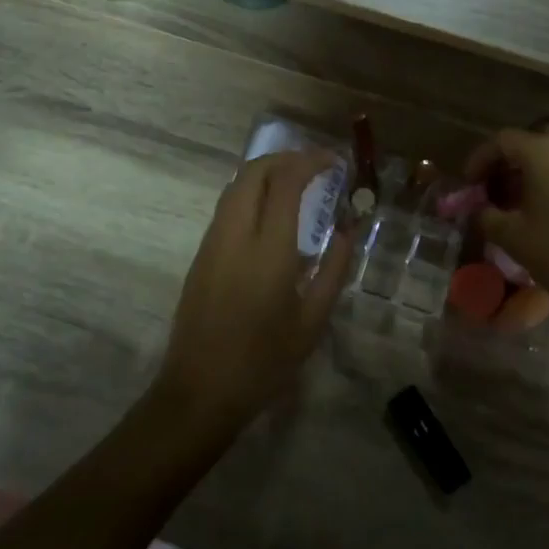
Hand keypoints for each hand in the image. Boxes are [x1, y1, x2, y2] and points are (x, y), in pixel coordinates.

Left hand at [155, 150, 354, 428]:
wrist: (199, 391)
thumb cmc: (264, 361)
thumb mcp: (312, 321)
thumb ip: (334, 269)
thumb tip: (349, 230)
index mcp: (269, 249)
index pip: (286, 181)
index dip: (311, 161)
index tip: (334, 161)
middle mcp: (236, 234)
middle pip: (254, 171)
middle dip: (286, 158)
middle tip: (315, 166)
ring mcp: (213, 242)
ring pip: (236, 186)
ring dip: (266, 173)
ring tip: (296, 184)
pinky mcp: (201, 254)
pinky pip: (227, 207)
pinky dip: (251, 193)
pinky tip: (271, 214)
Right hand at [463, 125, 548, 314]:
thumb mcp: (512, 237)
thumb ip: (486, 215)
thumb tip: (479, 208)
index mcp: (544, 152)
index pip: (502, 141)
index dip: (480, 159)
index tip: (469, 183)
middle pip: (532, 139)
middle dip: (509, 158)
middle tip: (495, 185)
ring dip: (534, 166)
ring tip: (520, 197)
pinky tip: (548, 204)